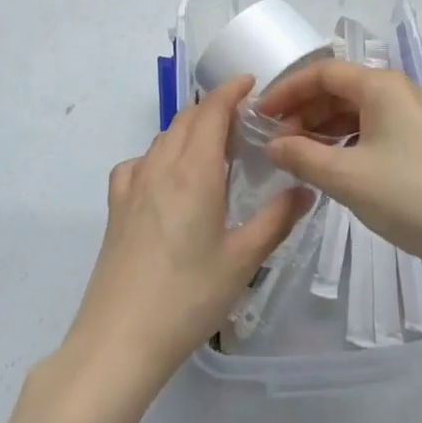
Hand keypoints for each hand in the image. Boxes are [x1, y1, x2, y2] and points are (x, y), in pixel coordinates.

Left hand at [62, 76, 310, 387]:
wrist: (119, 339)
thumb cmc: (188, 297)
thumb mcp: (243, 261)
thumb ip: (277, 220)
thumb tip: (305, 189)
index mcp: (194, 171)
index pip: (212, 111)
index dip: (231, 91)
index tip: (250, 83)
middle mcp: (161, 166)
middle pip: (186, 119)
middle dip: (213, 109)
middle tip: (241, 123)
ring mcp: (133, 184)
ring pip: (162, 138)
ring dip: (188, 130)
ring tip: (211, 149)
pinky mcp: (115, 206)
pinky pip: (138, 163)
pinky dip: (158, 156)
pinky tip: (166, 181)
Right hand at [261, 61, 421, 285]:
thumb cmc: (409, 197)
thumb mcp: (346, 178)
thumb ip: (302, 156)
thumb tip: (272, 144)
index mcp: (383, 86)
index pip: (323, 72)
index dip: (287, 90)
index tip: (261, 116)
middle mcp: (402, 90)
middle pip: (342, 88)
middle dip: (306, 111)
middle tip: (279, 142)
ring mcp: (419, 114)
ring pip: (360, 109)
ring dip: (326, 127)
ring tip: (302, 156)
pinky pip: (379, 126)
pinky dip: (351, 139)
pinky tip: (337, 164)